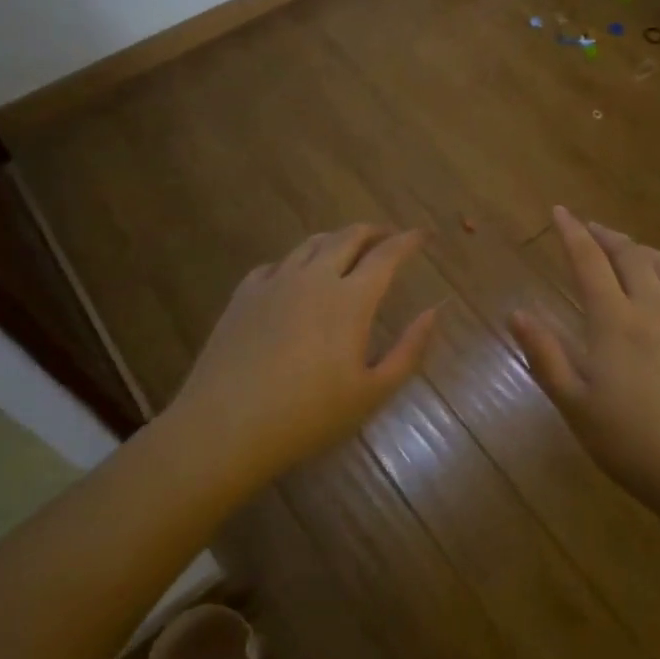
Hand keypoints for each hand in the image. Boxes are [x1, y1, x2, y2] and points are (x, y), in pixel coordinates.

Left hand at [169, 224, 437, 491]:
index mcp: (351, 298)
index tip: (424, 234)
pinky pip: (277, 264)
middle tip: (389, 237)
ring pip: (312, 243)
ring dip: (337, 240)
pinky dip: (297, 262)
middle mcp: (315, 277)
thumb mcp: (372, 392)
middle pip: (349, 236)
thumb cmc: (308, 416)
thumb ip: (409, 349)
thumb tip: (434, 310)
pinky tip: (296, 278)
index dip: (409, 240)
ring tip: (347, 250)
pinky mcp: (245, 294)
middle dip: (375, 231)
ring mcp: (275, 281)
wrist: (225, 427)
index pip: (387, 253)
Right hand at [510, 206, 659, 535]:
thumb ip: (546, 357)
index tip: (560, 211)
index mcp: (615, 323)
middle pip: (631, 256)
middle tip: (593, 229)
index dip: (573, 232)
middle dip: (608, 236)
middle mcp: (656, 309)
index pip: (589, 261)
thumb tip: (516, 313)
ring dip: (644, 252)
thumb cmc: (639, 448)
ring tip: (631, 251)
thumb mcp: (578, 409)